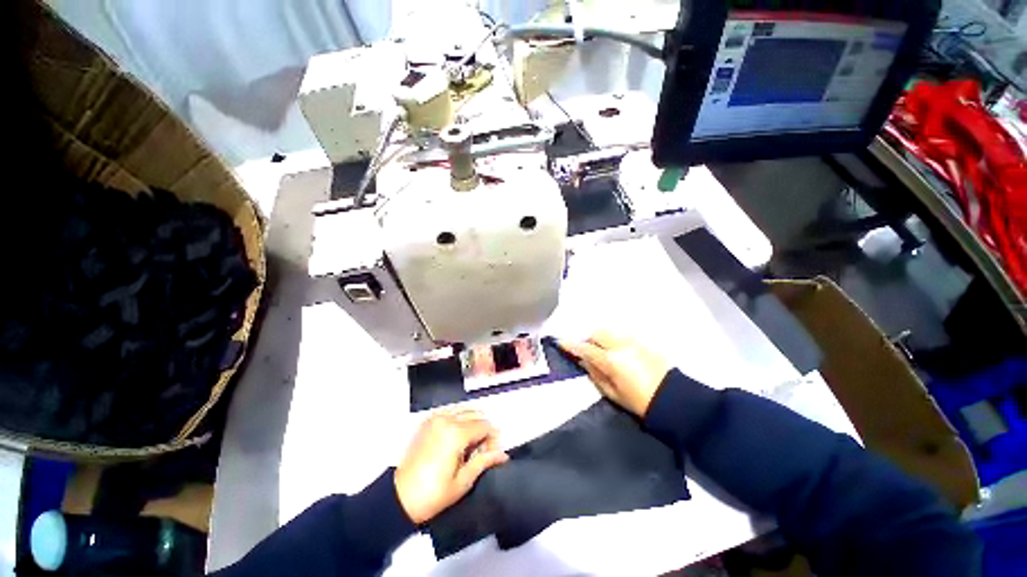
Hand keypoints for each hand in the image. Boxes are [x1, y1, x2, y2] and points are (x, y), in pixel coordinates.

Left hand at [395, 410, 508, 523]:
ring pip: (465, 410)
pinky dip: (459, 420)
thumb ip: (485, 461)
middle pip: (477, 415)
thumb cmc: (432, 494)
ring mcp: (435, 418)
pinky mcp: (427, 421)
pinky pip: (451, 412)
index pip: (486, 425)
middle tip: (480, 453)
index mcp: (456, 433)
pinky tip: (455, 440)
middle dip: (483, 431)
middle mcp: (447, 419)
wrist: (398, 499)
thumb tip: (503, 455)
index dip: (493, 440)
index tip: (491, 456)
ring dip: (472, 424)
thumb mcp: (463, 482)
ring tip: (468, 447)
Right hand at [559, 331, 669, 416]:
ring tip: (603, 349)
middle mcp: (621, 346)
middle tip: (587, 350)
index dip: (571, 345)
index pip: (585, 348)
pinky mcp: (644, 341)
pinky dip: (614, 338)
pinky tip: (618, 349)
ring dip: (601, 337)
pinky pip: (623, 334)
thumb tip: (583, 360)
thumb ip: (595, 374)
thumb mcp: (612, 393)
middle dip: (589, 339)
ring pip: (610, 331)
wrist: (674, 399)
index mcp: (611, 361)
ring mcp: (634, 341)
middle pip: (597, 333)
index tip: (561, 342)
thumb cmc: (640, 402)